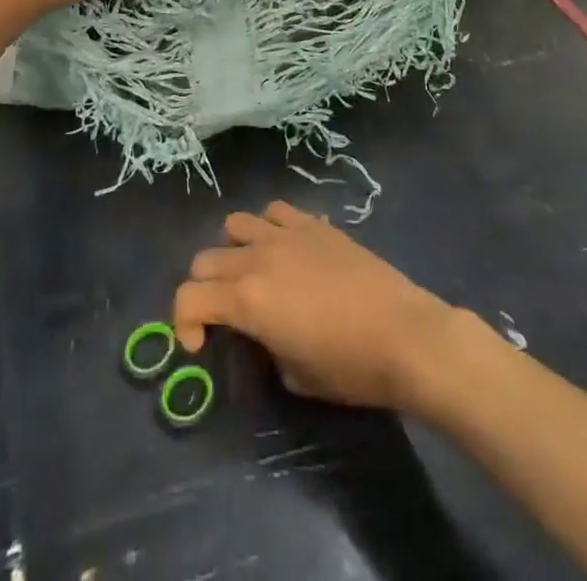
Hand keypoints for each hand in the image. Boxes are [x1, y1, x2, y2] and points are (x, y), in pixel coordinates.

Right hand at [172, 201, 457, 411]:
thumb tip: (264, 335)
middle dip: (205, 288)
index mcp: (247, 299)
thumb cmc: (350, 367)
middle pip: (205, 259)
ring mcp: (286, 234)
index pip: (188, 298)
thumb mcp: (296, 376)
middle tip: (224, 314)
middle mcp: (258, 257)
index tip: (200, 346)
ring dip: (233, 250)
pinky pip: (276, 212)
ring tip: (253, 273)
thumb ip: (265, 347)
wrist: (404, 335)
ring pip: (236, 224)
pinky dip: (271, 228)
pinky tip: (287, 250)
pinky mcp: (314, 224)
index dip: (183, 324)